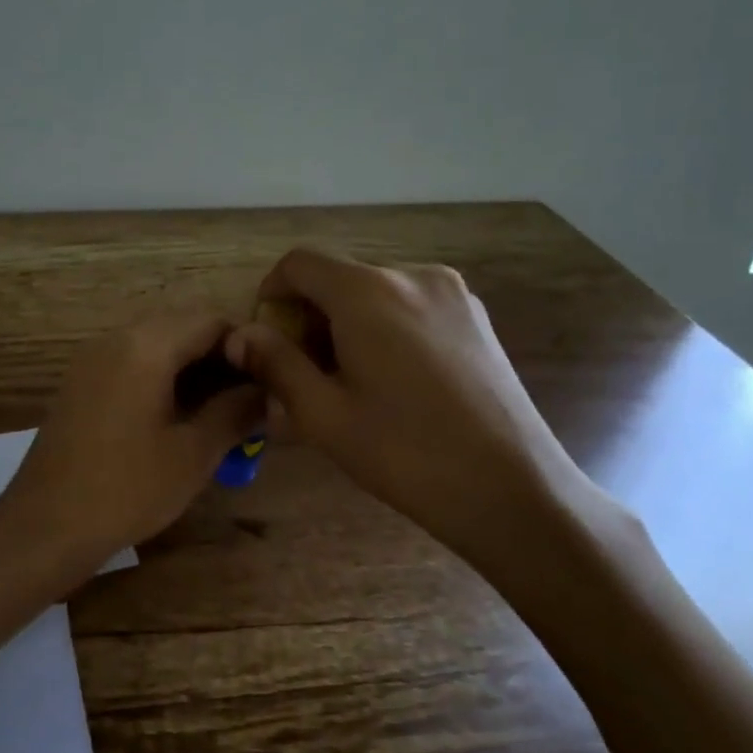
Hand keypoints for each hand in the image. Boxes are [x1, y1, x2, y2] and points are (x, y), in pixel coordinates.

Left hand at [0, 312, 264, 578]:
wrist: (45, 525)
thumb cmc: (126, 489)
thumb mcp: (193, 454)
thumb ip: (235, 412)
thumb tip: (267, 392)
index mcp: (145, 346)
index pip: (210, 319)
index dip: (246, 345)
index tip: (267, 382)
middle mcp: (115, 339)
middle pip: (181, 326)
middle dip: (219, 357)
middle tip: (245, 400)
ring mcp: (92, 359)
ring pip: (155, 344)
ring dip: (190, 368)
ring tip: (217, 412)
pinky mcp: (80, 382)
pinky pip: (130, 362)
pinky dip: (160, 377)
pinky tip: (176, 417)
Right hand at [225, 248, 602, 575]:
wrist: (512, 489)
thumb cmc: (405, 453)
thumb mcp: (323, 414)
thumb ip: (276, 364)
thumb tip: (240, 336)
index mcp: (367, 292)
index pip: (299, 263)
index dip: (271, 294)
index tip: (267, 340)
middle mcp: (411, 275)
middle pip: (338, 278)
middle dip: (309, 317)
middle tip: (303, 373)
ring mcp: (451, 294)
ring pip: (374, 293)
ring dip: (346, 324)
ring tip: (347, 382)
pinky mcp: (475, 317)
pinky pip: (409, 306)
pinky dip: (383, 328)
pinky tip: (391, 381)